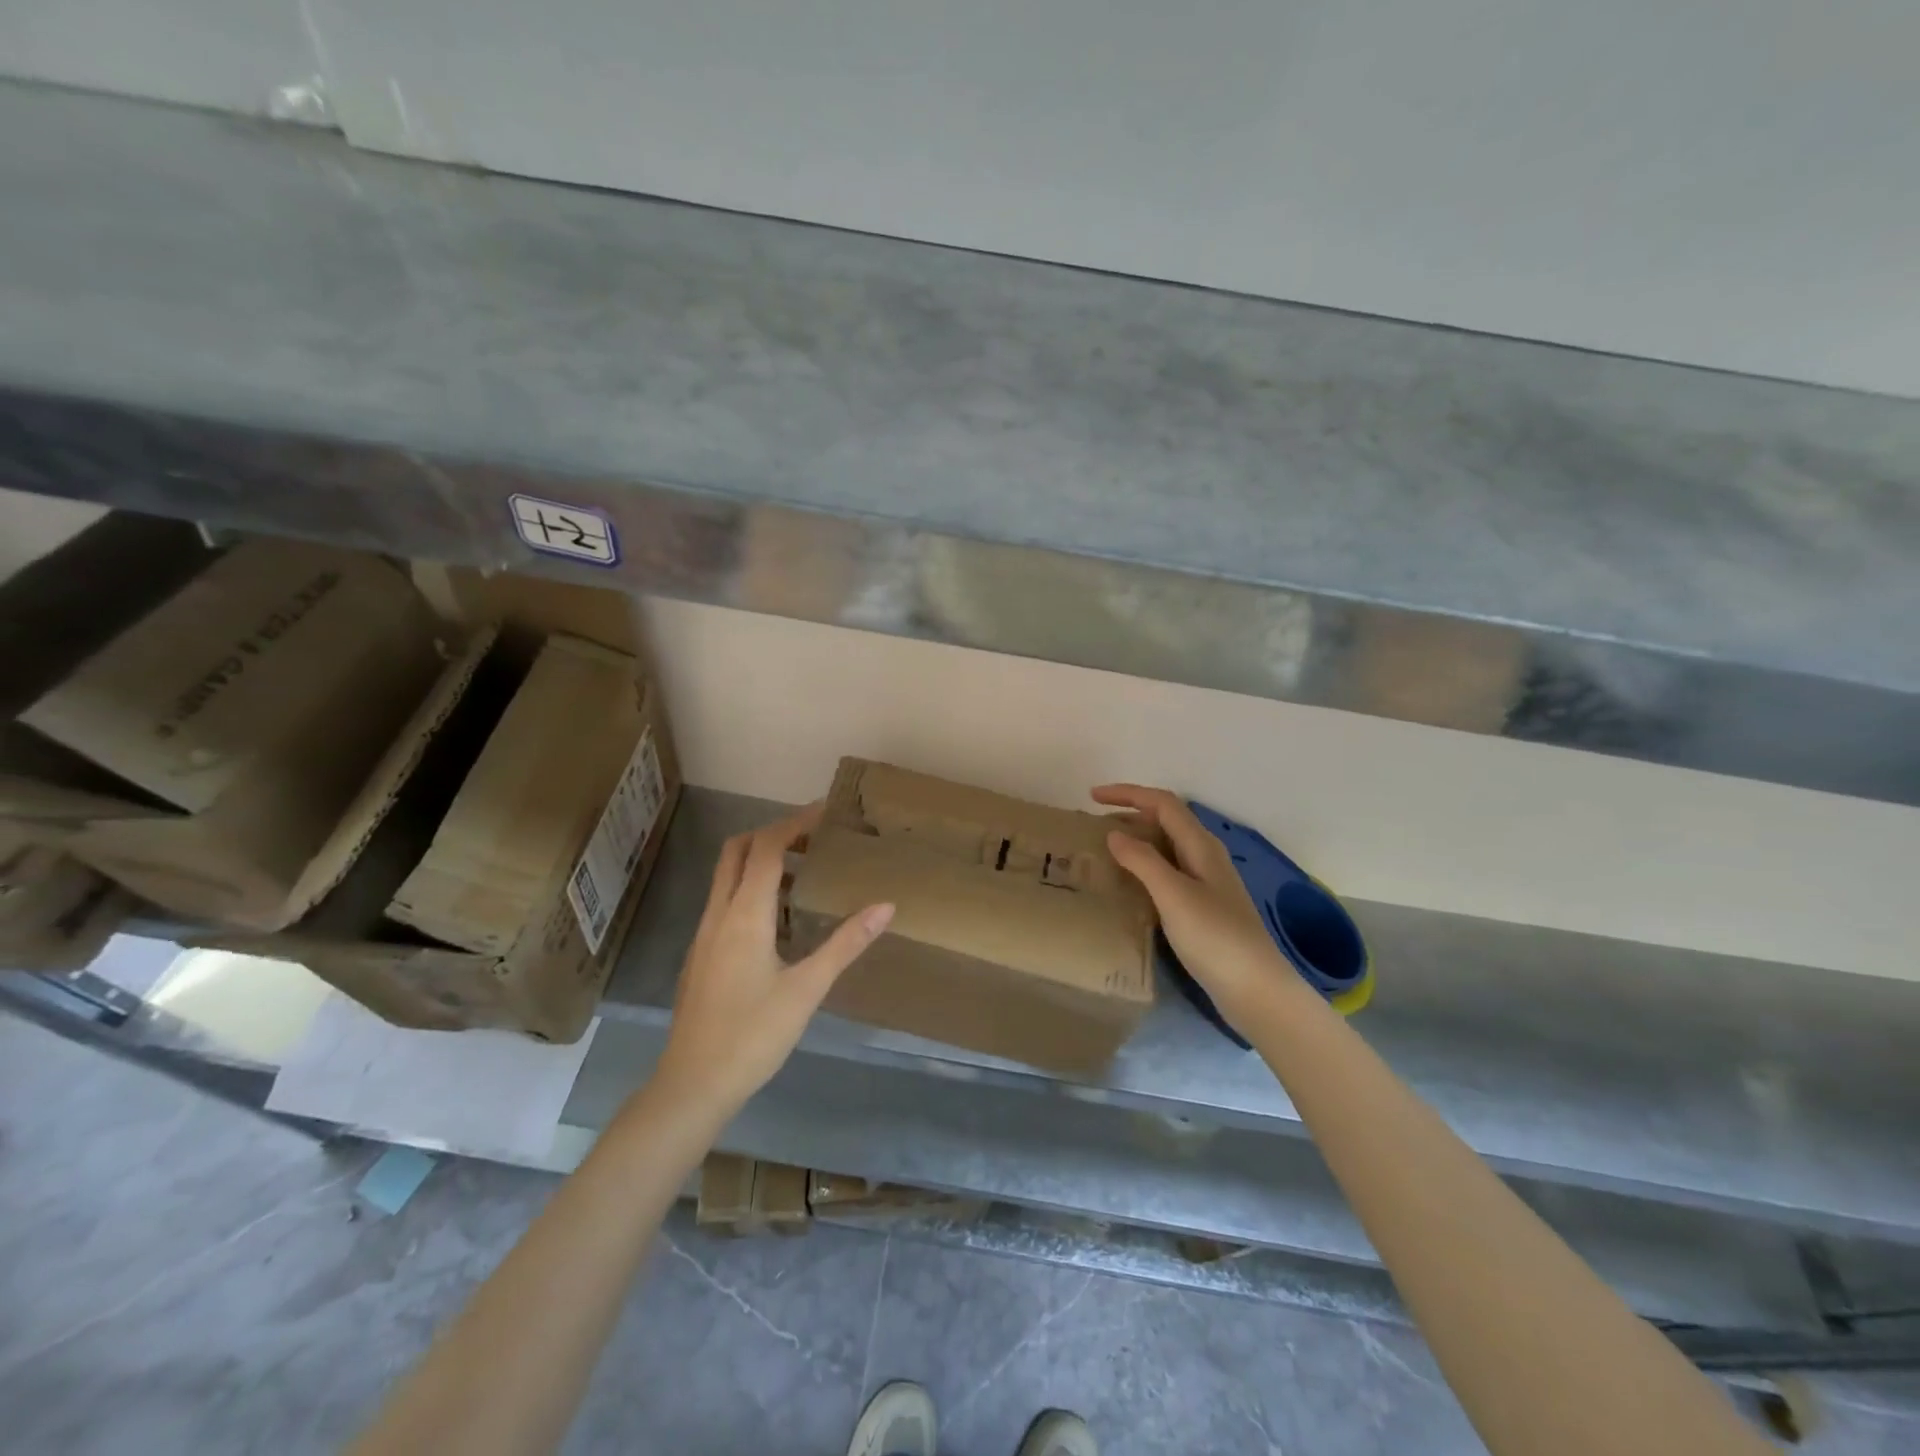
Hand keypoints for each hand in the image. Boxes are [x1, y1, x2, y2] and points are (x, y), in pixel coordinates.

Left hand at [653, 803, 893, 1119]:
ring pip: (726, 876)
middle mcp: (718, 914)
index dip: (794, 823)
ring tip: (803, 872)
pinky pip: (724, 901)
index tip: (825, 811)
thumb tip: (886, 906)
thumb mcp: (808, 989)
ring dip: (760, 861)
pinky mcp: (700, 955)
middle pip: (737, 851)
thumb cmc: (754, 1034)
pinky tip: (777, 919)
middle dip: (772, 833)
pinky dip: (749, 888)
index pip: (767, 848)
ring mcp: (704, 934)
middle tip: (813, 838)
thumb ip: (846, 943)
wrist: (693, 1084)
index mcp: (745, 914)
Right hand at [1093, 784, 1312, 1033]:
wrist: (1254, 989)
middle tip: (1094, 825)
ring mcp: (1206, 882)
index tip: (1092, 796)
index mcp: (1201, 845)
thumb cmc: (1214, 937)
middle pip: (1166, 820)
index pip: (1162, 803)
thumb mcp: (1173, 894)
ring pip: (1167, 846)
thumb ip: (1142, 860)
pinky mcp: (1203, 906)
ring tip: (1105, 850)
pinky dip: (1144, 867)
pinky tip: (1129, 885)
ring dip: (1137, 840)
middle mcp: (1205, 856)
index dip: (1128, 793)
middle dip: (1131, 814)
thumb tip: (1114, 833)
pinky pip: (1168, 871)